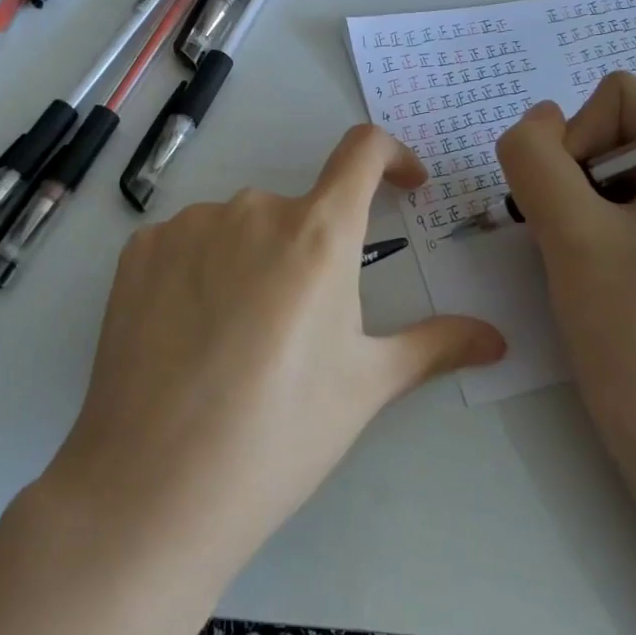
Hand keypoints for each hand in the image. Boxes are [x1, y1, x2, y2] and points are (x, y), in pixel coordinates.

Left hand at [45, 125, 504, 579]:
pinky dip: (199, 270)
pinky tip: (190, 332)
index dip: (392, 156)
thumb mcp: (365, 387)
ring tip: (239, 339)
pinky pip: (186, 243)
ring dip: (253, 261)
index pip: (363, 150)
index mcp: (318, 233)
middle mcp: (251, 209)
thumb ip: (435, 345)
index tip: (404, 185)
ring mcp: (187, 225)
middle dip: (313, 250)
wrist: (155, 484)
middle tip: (301, 326)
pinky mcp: (139, 249)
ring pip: (239, 228)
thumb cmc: (279, 433)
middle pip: (298, 210)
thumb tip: (496, 338)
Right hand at [496, 75, 635, 510]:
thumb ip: (535, 156)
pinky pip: (621, 202)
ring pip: (607, 167)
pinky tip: (594, 271)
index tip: (576, 208)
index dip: (575, 140)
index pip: (616, 96)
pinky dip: (590, 225)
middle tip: (573, 240)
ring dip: (575, 205)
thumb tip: (533, 120)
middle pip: (612, 128)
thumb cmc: (633, 331)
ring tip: (582, 260)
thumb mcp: (568, 231)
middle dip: (573, 176)